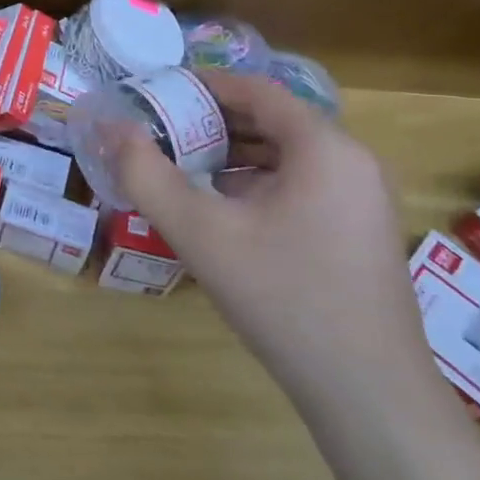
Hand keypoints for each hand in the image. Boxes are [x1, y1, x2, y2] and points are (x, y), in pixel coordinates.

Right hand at [112, 71, 443, 420]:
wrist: (369, 395)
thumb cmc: (283, 297)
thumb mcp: (200, 231)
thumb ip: (146, 173)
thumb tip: (110, 127)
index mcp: (324, 147)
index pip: (256, 89)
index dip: (202, 84)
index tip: (156, 92)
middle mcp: (352, 162)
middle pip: (272, 120)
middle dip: (211, 121)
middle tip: (160, 132)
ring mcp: (362, 200)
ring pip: (286, 155)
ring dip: (232, 154)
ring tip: (182, 167)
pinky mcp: (359, 233)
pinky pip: (301, 185)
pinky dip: (257, 183)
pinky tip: (223, 211)